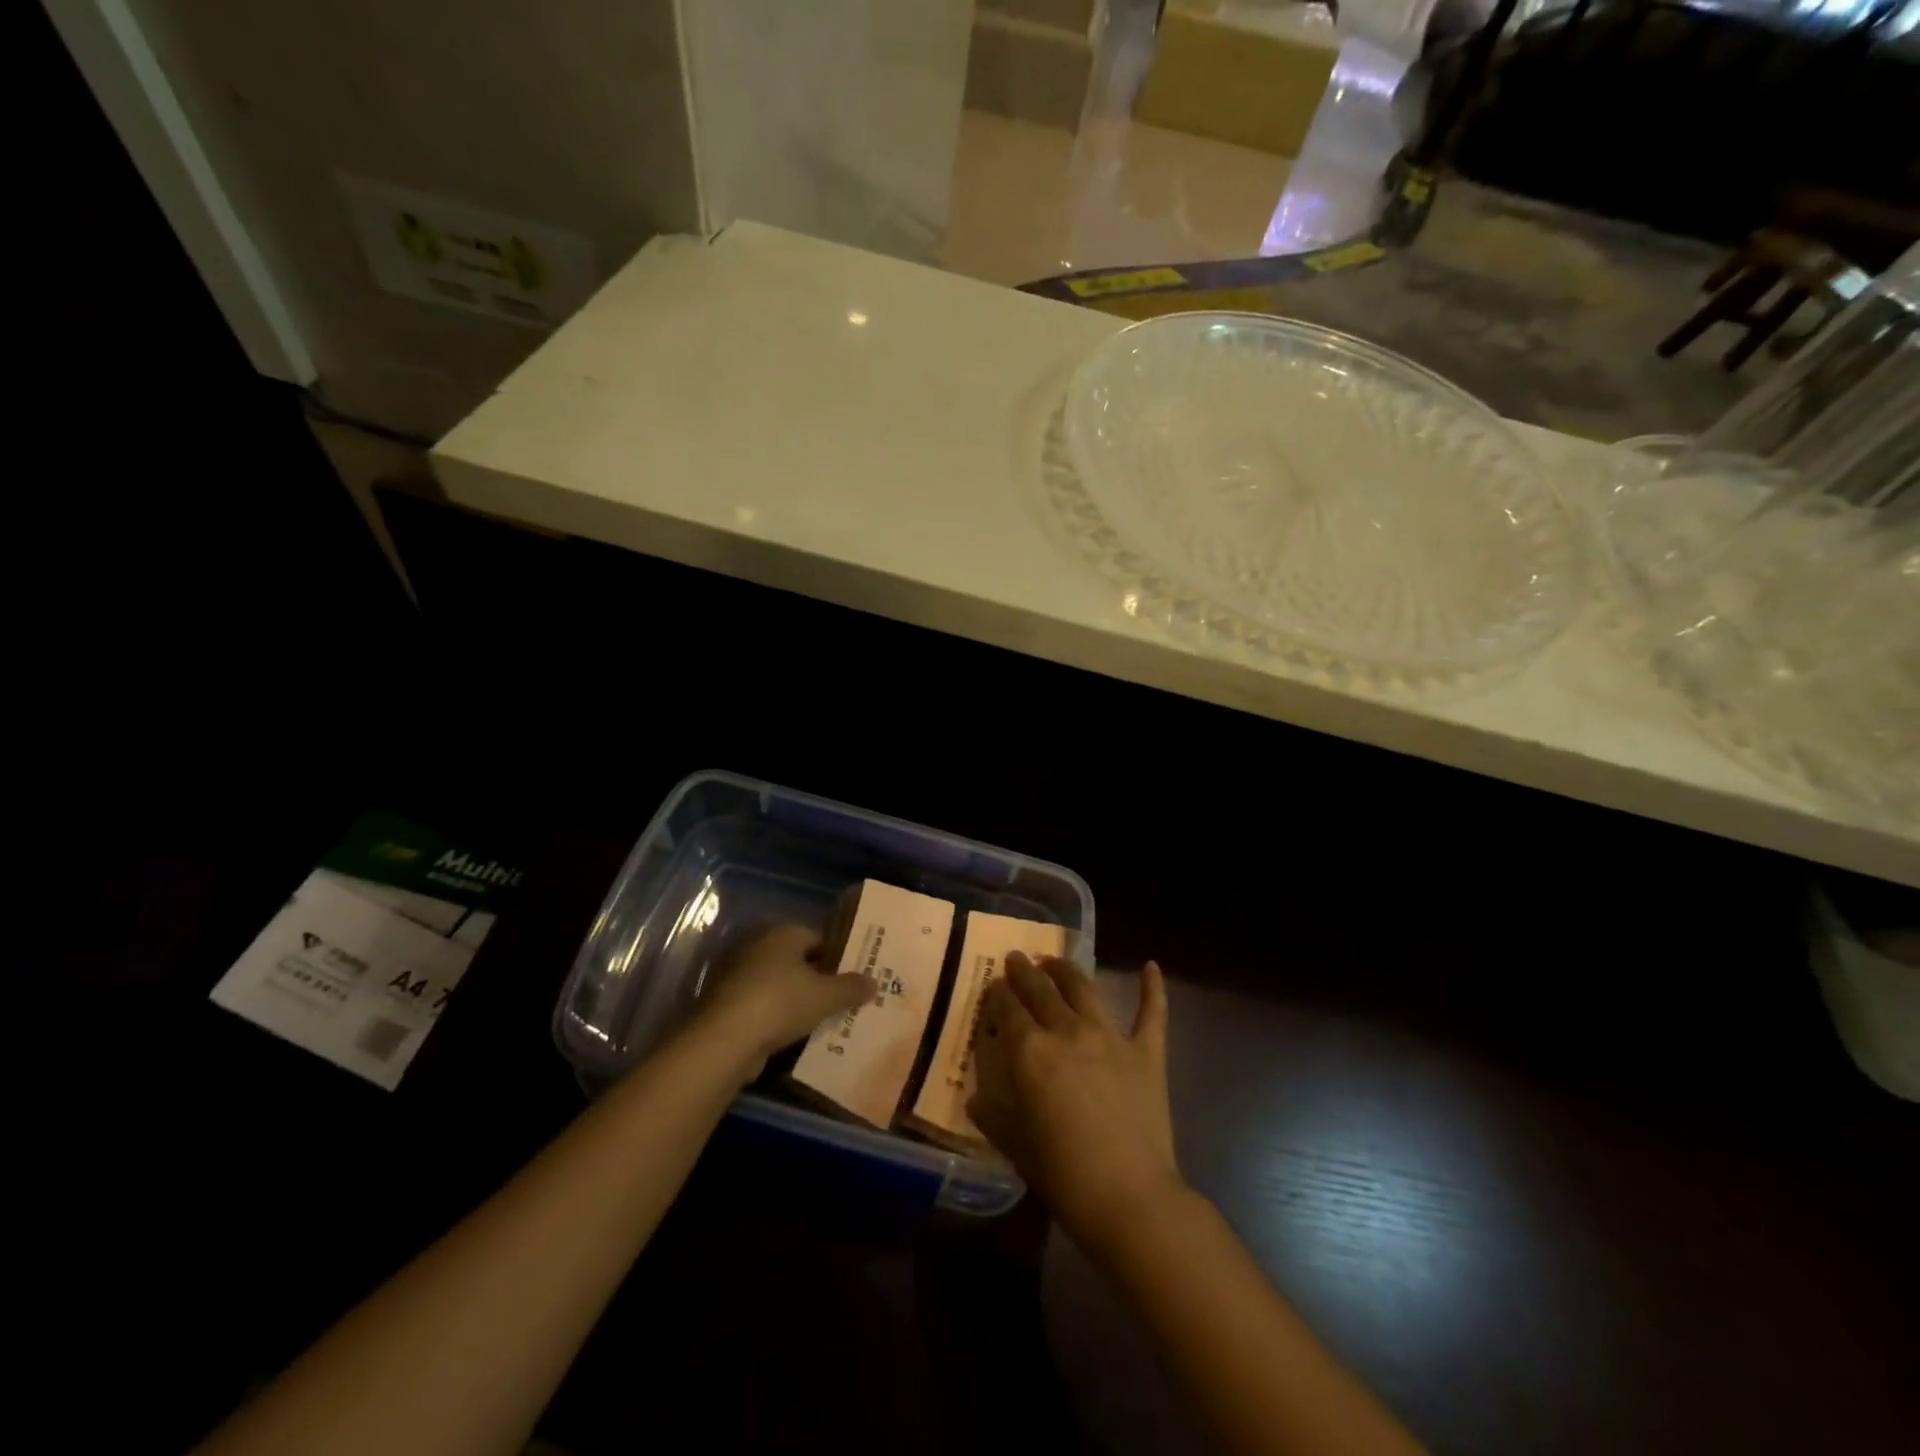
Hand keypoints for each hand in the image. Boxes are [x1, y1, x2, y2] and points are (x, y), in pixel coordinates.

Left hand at [699, 923, 875, 1072]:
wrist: (724, 1039)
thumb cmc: (781, 1003)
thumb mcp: (826, 997)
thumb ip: (851, 988)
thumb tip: (873, 982)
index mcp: (783, 933)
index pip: (819, 938)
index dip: (838, 957)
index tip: (854, 978)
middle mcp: (758, 945)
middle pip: (797, 961)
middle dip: (818, 979)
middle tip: (841, 1000)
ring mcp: (737, 973)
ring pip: (778, 984)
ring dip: (796, 1000)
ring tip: (821, 1021)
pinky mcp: (724, 1002)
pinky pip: (761, 1005)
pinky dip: (775, 1017)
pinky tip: (792, 1036)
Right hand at [967, 954, 1182, 1252]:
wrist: (1129, 1198)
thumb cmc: (1063, 1175)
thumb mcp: (1015, 1145)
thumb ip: (993, 1115)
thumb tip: (976, 1098)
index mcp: (1030, 1051)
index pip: (1008, 1009)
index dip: (999, 994)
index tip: (994, 985)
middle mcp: (1067, 1031)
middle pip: (1041, 989)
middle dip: (1025, 971)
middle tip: (1017, 959)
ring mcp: (1110, 1037)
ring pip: (1084, 988)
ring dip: (1066, 970)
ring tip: (1055, 961)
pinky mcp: (1146, 1052)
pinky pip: (1151, 1012)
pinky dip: (1152, 987)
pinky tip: (1151, 966)